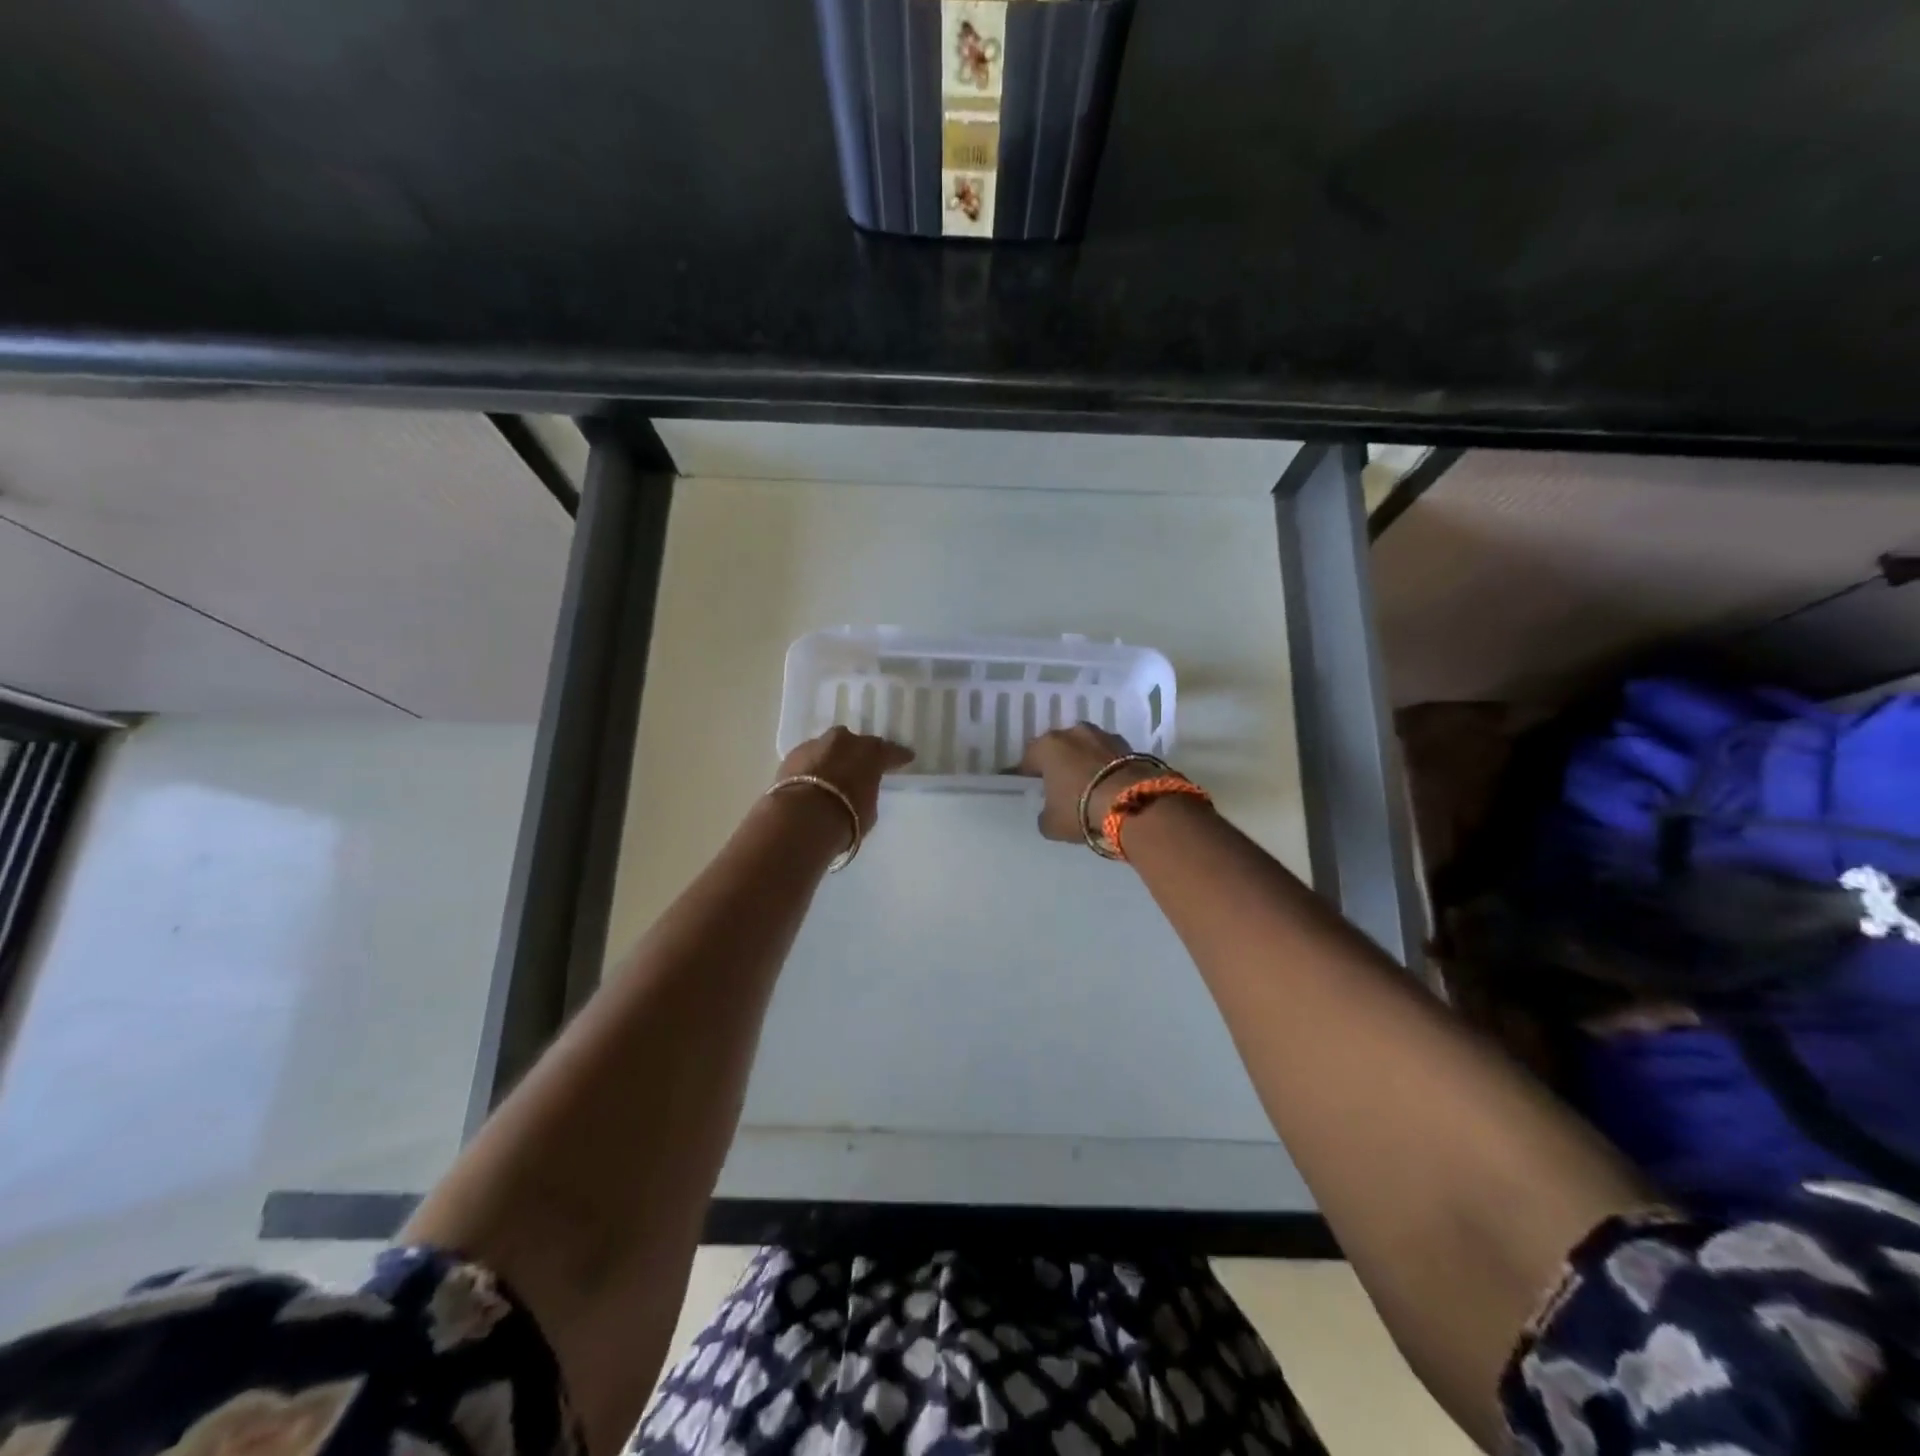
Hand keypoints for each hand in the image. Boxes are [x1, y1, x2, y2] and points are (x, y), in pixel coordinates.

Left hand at [773, 727, 914, 835]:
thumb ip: (866, 793)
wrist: (802, 818)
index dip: (897, 757)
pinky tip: (811, 781)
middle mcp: (844, 741)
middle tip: (859, 768)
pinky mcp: (790, 756)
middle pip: (854, 743)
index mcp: (871, 752)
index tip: (905, 758)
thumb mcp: (868, 810)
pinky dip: (811, 768)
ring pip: (828, 748)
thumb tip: (858, 791)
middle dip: (857, 754)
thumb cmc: (846, 817)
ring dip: (831, 759)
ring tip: (831, 776)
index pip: (890, 751)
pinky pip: (808, 760)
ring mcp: (815, 745)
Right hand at [1017, 723, 1160, 843]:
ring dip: (1084, 762)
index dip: (1028, 774)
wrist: (1134, 804)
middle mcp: (1073, 733)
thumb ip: (1044, 815)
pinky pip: (1108, 756)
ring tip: (1088, 785)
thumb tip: (1049, 812)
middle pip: (1060, 747)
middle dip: (1059, 763)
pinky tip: (1108, 785)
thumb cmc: (1081, 809)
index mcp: (1048, 746)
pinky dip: (1106, 767)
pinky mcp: (1129, 745)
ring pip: (1086, 748)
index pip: (1029, 758)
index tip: (1030, 788)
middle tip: (1060, 785)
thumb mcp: (1051, 823)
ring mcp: (1103, 736)